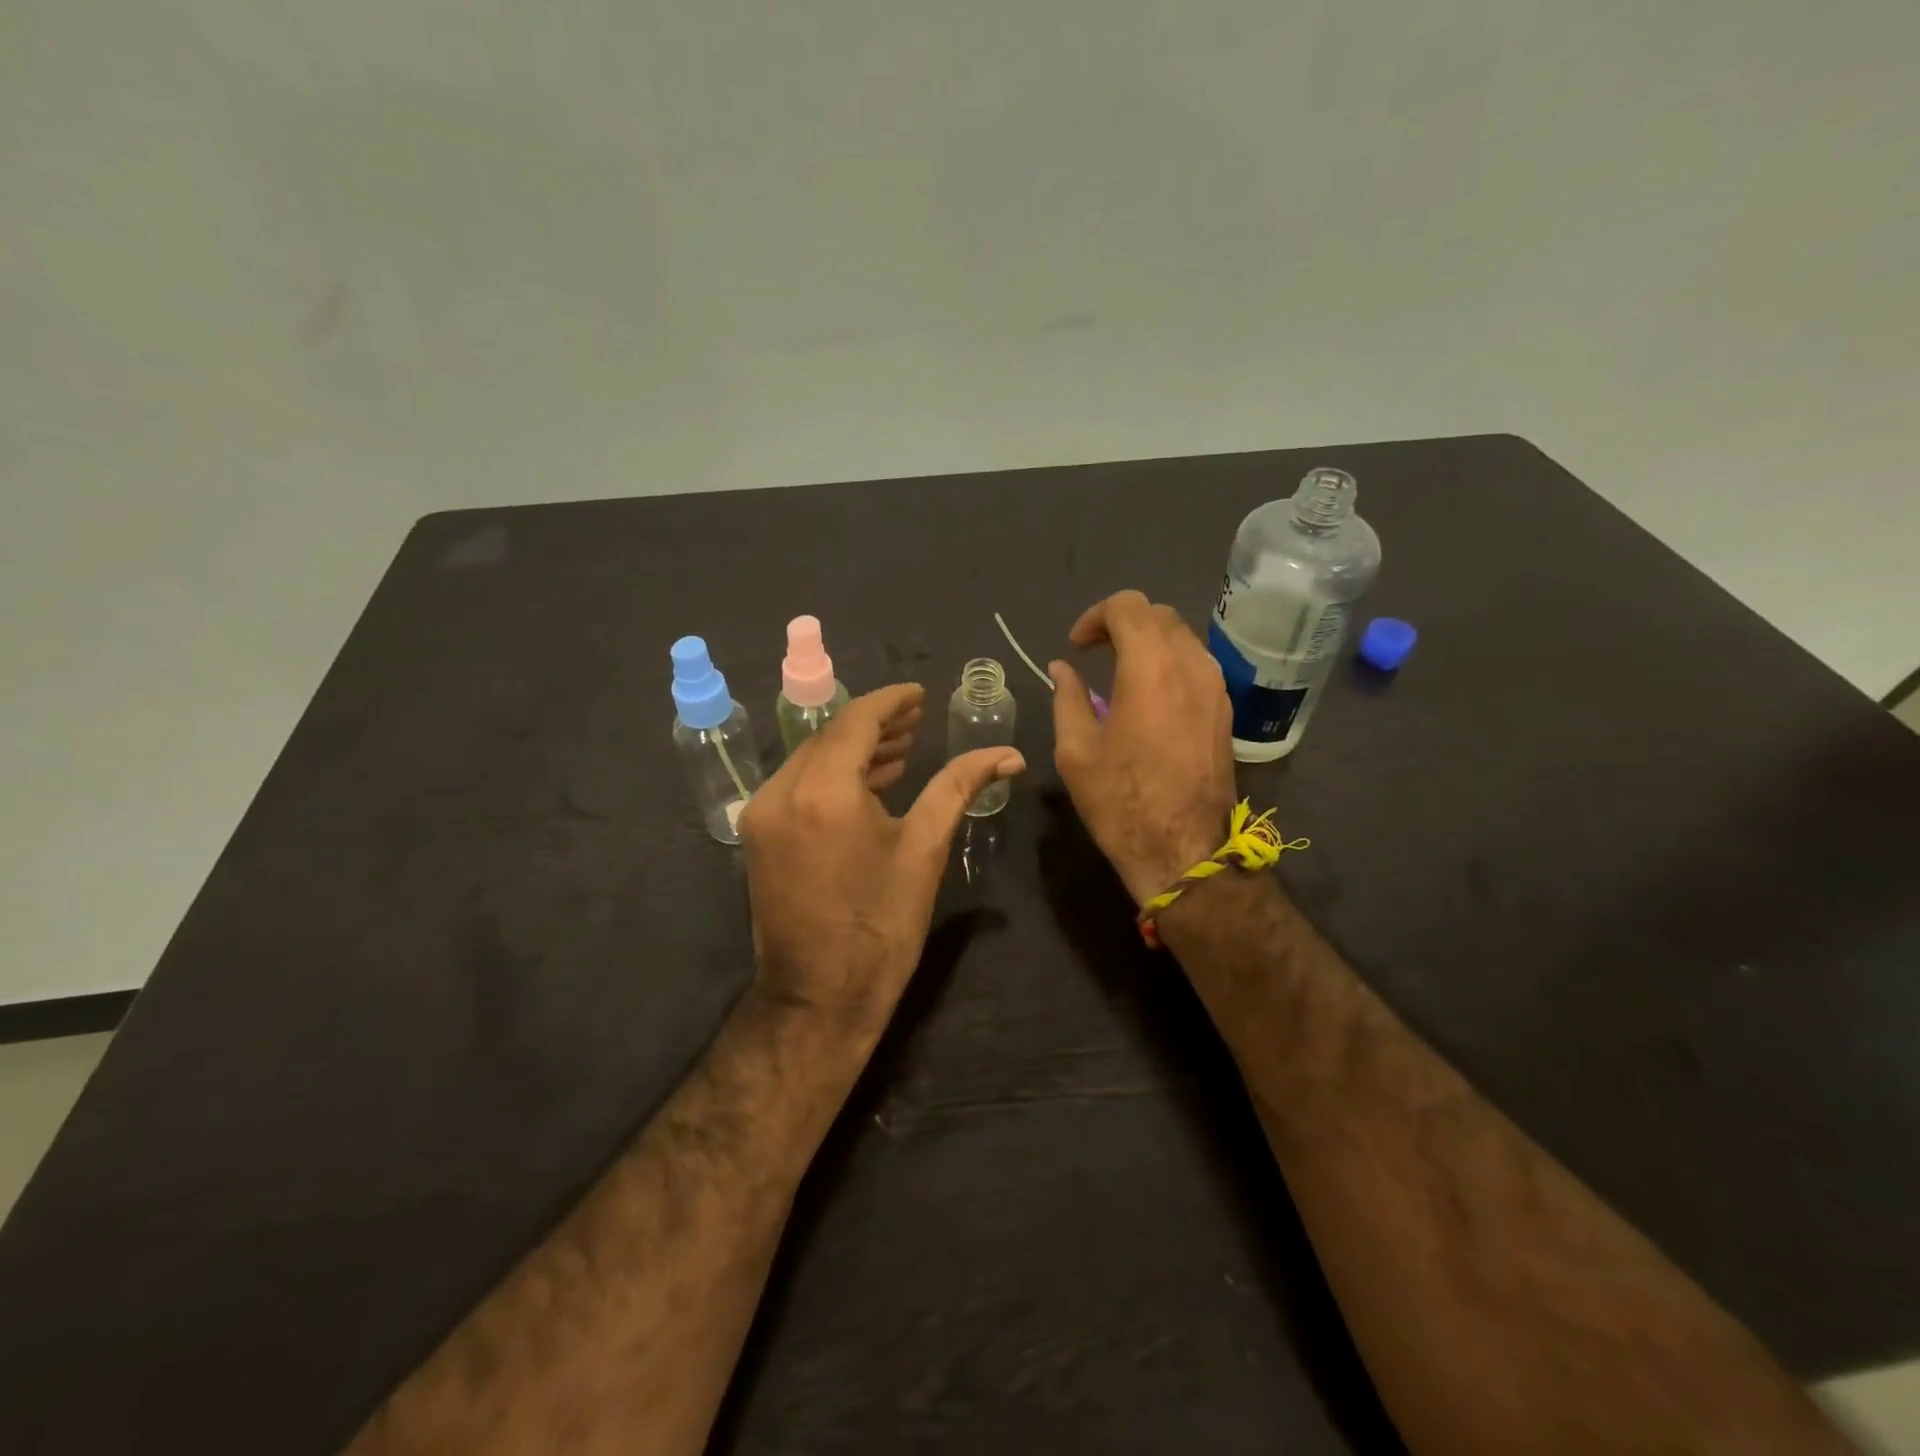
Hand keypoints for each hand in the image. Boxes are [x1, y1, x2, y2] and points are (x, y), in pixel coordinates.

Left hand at [739, 683, 1025, 1040]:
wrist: (818, 999)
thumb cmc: (880, 926)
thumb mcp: (924, 850)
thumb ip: (959, 786)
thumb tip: (1007, 754)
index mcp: (823, 790)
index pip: (857, 720)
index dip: (891, 702)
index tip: (921, 695)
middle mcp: (781, 791)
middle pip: (831, 736)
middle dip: (876, 724)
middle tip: (918, 721)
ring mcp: (762, 814)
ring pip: (812, 759)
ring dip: (855, 750)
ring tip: (902, 749)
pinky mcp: (759, 835)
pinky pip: (798, 786)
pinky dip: (833, 776)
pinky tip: (870, 783)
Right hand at [1049, 591, 1237, 904]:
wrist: (1184, 850)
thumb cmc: (1121, 802)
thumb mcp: (1076, 751)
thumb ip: (1067, 698)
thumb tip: (1062, 669)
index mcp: (1150, 668)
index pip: (1128, 606)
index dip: (1095, 617)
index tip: (1076, 647)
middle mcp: (1190, 665)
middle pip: (1158, 614)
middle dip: (1121, 623)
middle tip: (1093, 653)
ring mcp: (1215, 687)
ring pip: (1182, 636)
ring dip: (1148, 641)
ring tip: (1120, 672)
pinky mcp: (1225, 709)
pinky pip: (1197, 664)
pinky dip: (1169, 662)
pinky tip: (1149, 695)